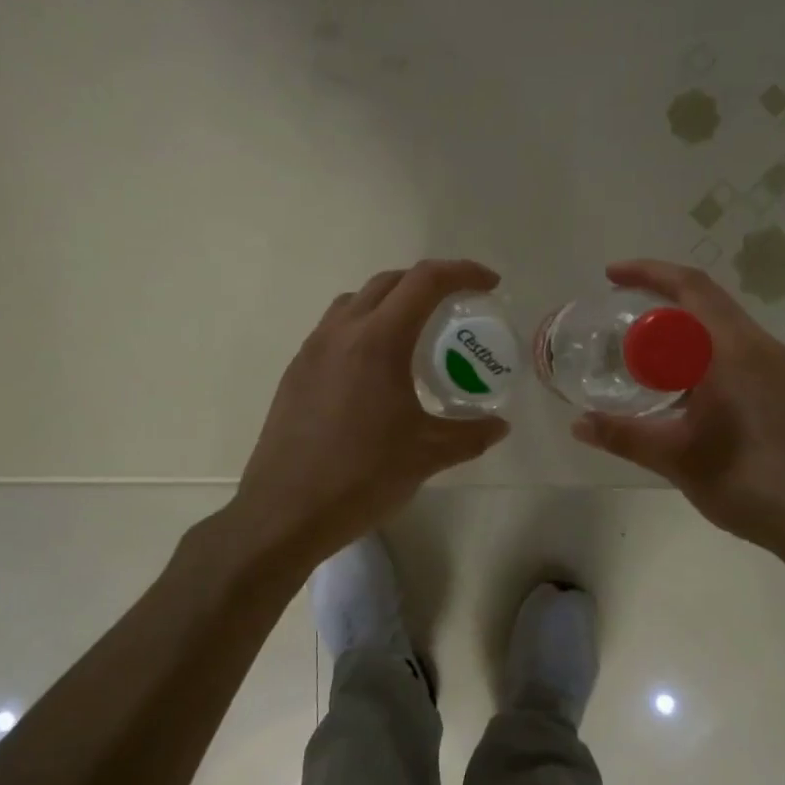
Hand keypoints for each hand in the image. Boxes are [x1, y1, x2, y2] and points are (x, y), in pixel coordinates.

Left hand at [234, 260, 509, 567]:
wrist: (284, 512)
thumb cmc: (361, 477)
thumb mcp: (427, 456)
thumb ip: (471, 434)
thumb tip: (499, 425)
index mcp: (377, 341)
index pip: (425, 281)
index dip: (463, 272)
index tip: (489, 284)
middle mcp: (340, 332)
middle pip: (389, 282)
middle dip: (428, 282)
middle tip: (457, 306)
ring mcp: (312, 350)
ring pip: (355, 301)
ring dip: (391, 302)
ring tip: (415, 334)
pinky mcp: (295, 372)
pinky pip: (334, 329)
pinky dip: (364, 328)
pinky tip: (376, 370)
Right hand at [572, 261, 784, 576]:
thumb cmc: (749, 482)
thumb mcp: (677, 458)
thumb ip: (624, 435)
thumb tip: (578, 425)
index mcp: (733, 350)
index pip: (690, 287)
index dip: (648, 272)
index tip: (610, 276)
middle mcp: (761, 346)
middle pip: (708, 299)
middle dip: (662, 295)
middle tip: (620, 310)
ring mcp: (780, 367)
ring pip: (725, 326)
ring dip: (684, 325)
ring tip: (646, 348)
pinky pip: (739, 349)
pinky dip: (704, 348)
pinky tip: (685, 384)